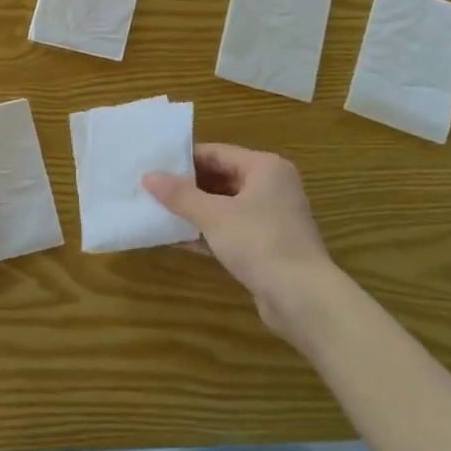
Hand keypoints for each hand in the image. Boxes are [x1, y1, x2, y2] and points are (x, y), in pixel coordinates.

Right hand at [144, 143, 334, 348]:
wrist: (302, 297)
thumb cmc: (259, 242)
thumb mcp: (214, 215)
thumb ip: (180, 195)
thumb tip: (148, 177)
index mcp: (265, 168)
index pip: (217, 152)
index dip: (184, 159)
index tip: (153, 165)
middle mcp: (271, 187)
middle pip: (221, 178)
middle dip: (187, 187)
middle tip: (151, 189)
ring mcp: (271, 217)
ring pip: (224, 206)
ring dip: (194, 211)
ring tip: (158, 212)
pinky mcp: (267, 245)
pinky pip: (230, 230)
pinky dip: (207, 232)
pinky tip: (178, 239)